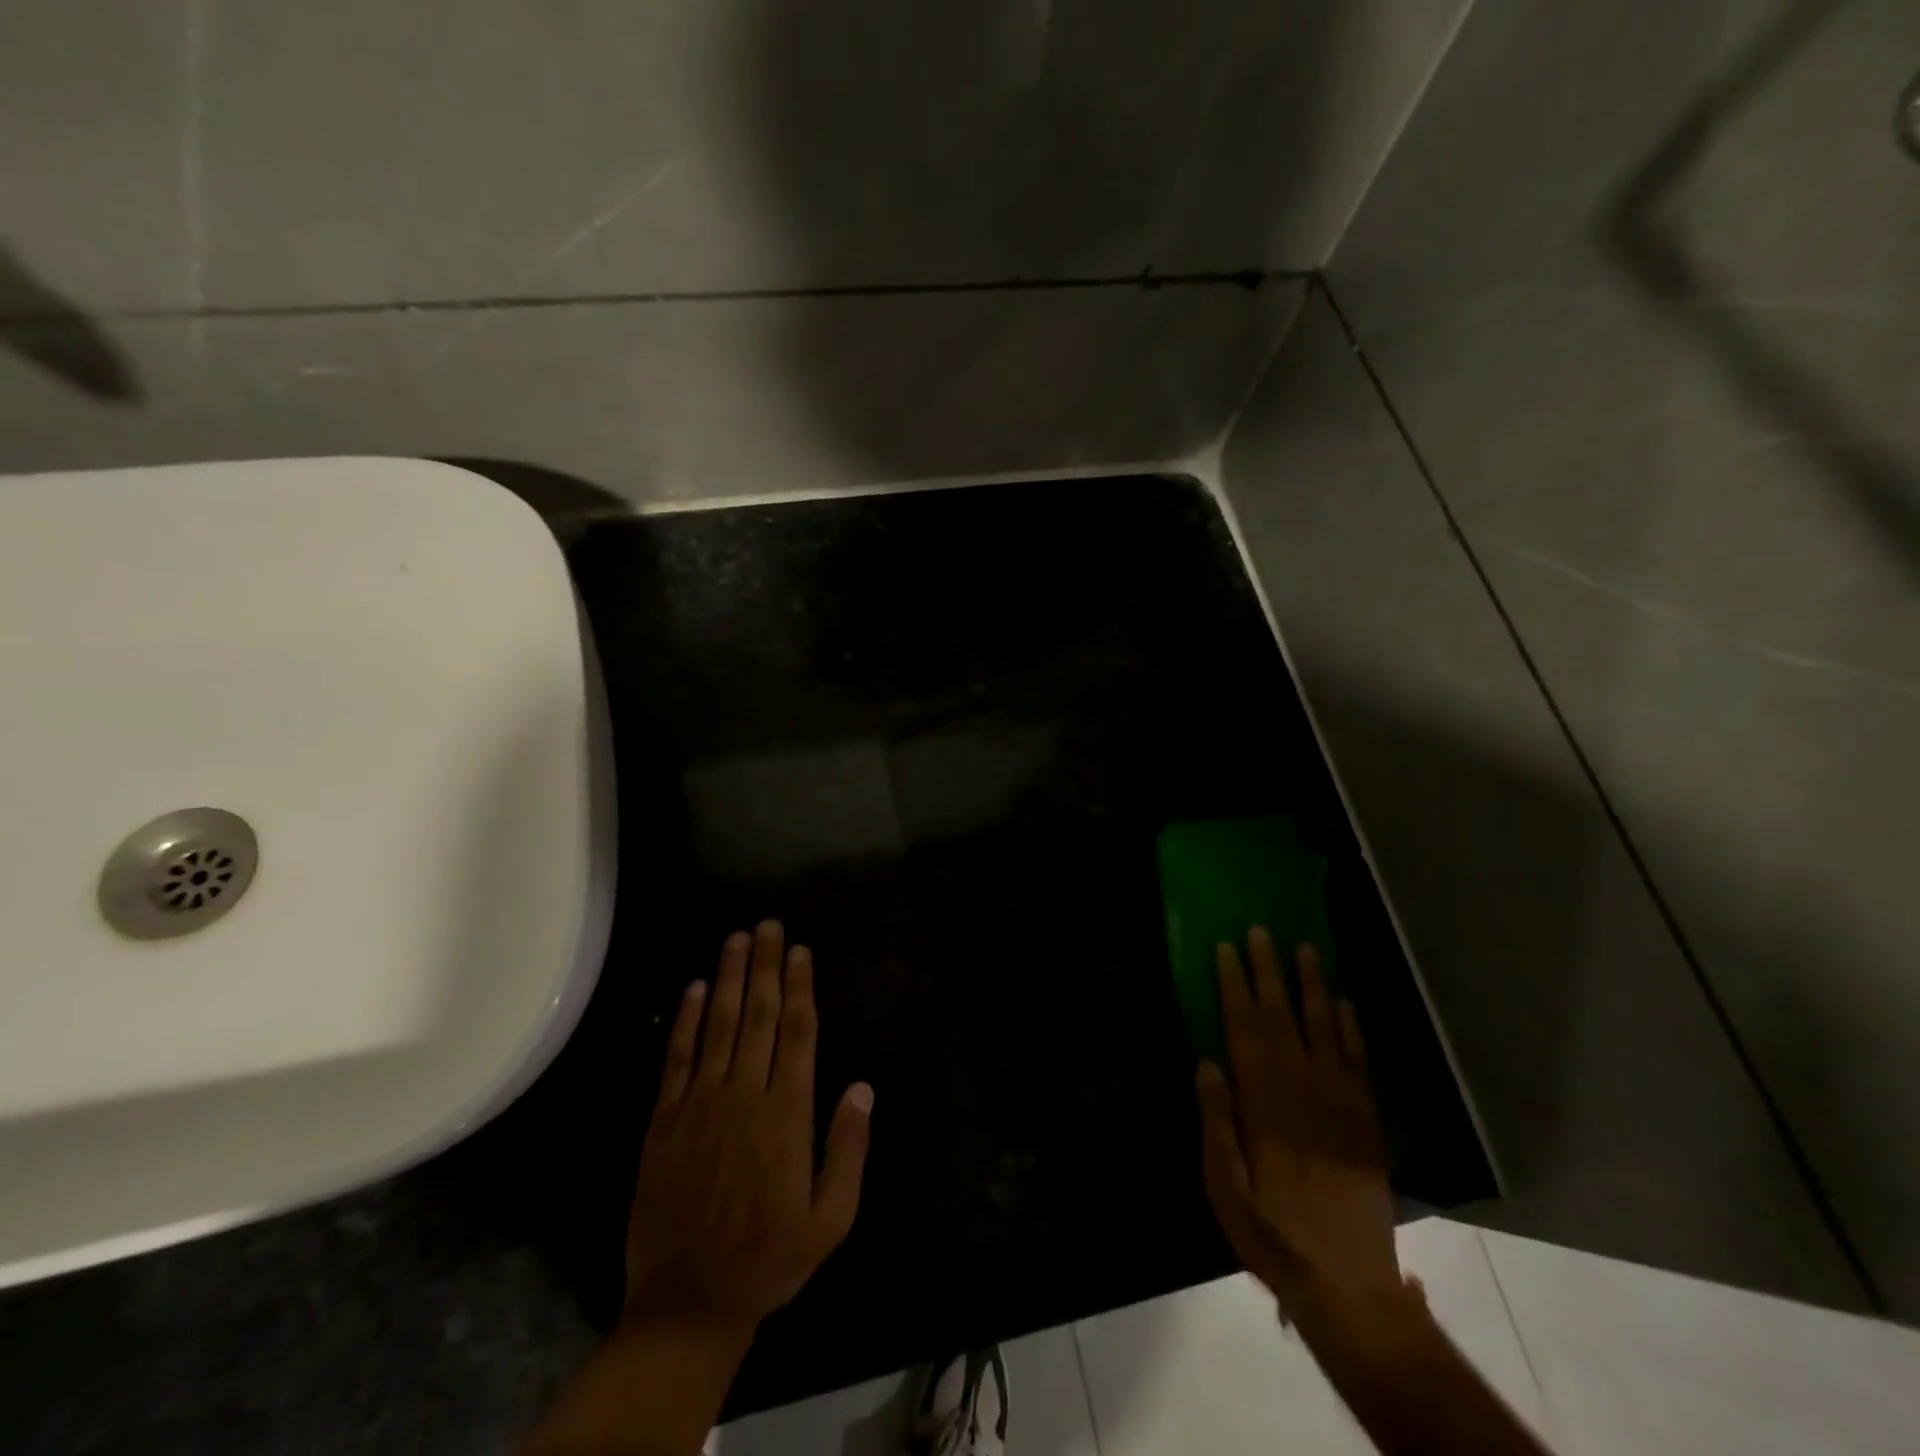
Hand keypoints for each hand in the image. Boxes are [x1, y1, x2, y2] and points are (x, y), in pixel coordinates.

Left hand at [624, 920, 873, 1335]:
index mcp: (787, 1114)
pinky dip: (685, 1020)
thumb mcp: (831, 1219)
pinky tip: (692, 988)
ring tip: (736, 939)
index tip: (800, 952)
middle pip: (757, 1015)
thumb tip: (862, 1087)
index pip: (797, 1033)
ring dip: (727, 978)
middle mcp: (744, 1095)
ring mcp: (700, 1104)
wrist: (687, 1304)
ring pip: (717, 1025)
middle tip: (769, 925)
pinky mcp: (665, 1120)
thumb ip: (848, 1150)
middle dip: (765, 966)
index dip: (799, 987)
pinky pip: (677, 1058)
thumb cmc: (769, 1259)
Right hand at [1195, 929, 1413, 1332]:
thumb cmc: (1272, 1232)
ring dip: (1312, 986)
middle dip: (1268, 971)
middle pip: (1282, 1018)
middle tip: (1260, 929)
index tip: (1226, 948)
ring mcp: (1340, 1102)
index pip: (1245, 1029)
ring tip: (1305, 949)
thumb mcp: (1224, 1186)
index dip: (1234, 986)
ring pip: (1324, 1029)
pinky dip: (1352, 1029)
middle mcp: (1303, 1090)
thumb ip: (1216, 1122)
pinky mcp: (1366, 1119)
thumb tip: (1206, 1062)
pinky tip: (1345, 1003)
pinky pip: (1359, 1061)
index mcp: (1263, 1103)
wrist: (1349, 1283)